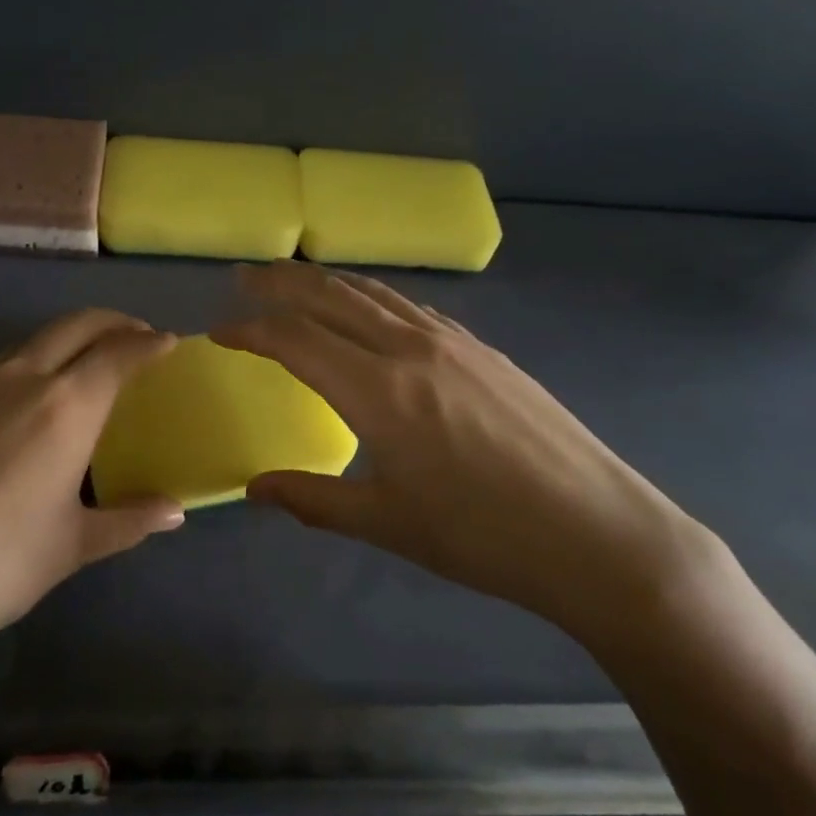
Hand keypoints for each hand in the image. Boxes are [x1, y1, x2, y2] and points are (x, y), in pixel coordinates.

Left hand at [0, 310, 185, 727]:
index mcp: (65, 406)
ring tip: (90, 363)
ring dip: (72, 336)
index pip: (120, 352)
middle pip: (76, 325)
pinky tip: (31, 401)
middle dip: (114, 322)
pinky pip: (1, 364)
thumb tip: (176, 511)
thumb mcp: (69, 548)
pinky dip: (34, 360)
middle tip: (139, 337)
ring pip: (34, 340)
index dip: (150, 343)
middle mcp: (21, 380)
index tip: (170, 343)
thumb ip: (128, 521)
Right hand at [212, 262, 713, 647]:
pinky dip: (373, 297)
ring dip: (326, 281)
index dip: (250, 330)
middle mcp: (409, 348)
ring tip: (295, 279)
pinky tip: (369, 308)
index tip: (219, 332)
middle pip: (330, 297)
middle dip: (280, 282)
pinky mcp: (482, 349)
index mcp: (378, 391)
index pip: (295, 340)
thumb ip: (312, 500)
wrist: (597, 534)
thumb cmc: (483, 538)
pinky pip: (411, 307)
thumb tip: (253, 489)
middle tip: (244, 277)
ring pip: (373, 293)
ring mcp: (452, 342)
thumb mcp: (388, 524)